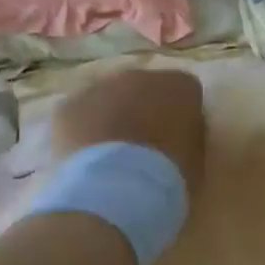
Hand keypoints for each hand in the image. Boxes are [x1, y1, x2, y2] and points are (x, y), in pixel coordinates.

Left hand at [50, 69, 206, 195]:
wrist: (118, 188)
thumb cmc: (170, 173)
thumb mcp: (197, 155)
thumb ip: (190, 133)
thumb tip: (179, 129)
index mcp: (178, 85)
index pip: (186, 90)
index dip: (182, 113)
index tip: (179, 136)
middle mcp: (139, 76)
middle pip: (144, 88)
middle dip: (144, 109)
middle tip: (145, 143)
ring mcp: (99, 88)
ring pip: (108, 98)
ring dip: (112, 116)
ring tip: (113, 153)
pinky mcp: (67, 106)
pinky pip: (79, 114)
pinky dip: (83, 130)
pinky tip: (88, 157)